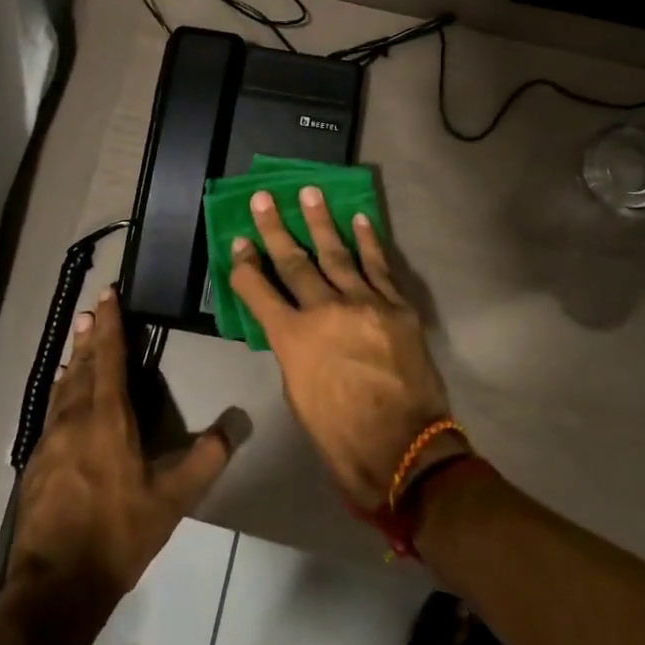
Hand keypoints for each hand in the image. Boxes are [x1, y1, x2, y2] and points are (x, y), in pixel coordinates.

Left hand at [7, 288, 238, 633]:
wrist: (55, 584)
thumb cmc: (118, 534)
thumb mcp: (172, 500)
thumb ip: (205, 460)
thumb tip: (235, 425)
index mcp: (107, 418)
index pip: (109, 358)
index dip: (109, 325)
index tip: (107, 295)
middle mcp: (75, 419)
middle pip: (82, 366)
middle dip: (89, 336)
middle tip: (90, 310)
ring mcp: (50, 440)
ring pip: (63, 388)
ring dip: (73, 361)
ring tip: (76, 344)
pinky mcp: (36, 463)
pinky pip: (52, 412)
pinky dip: (61, 393)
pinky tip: (62, 398)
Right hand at [228, 188, 455, 506]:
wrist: (406, 451)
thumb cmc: (342, 437)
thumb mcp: (299, 397)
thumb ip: (294, 353)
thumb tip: (296, 328)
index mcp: (293, 339)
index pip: (259, 291)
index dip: (245, 265)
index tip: (238, 240)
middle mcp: (324, 312)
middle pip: (295, 262)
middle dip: (275, 229)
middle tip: (264, 197)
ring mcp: (364, 304)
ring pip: (337, 253)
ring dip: (320, 221)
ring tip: (309, 193)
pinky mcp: (396, 307)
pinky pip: (379, 266)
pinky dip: (368, 241)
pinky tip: (359, 219)